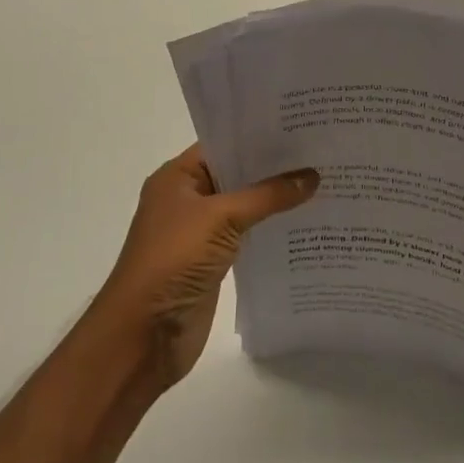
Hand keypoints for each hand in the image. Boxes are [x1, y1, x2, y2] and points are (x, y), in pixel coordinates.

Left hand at [94, 145, 317, 390]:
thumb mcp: (220, 218)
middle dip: (273, 167)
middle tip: (320, 151)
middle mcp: (187, 199)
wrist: (142, 337)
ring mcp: (199, 232)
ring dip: (275, 199)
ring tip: (321, 181)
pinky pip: (247, 235)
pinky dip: (270, 228)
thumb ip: (267, 196)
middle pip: (236, 174)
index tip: (299, 125)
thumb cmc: (172, 261)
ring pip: (244, 206)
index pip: (223, 144)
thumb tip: (312, 176)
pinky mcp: (213, 262)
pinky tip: (304, 221)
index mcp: (177, 177)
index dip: (258, 136)